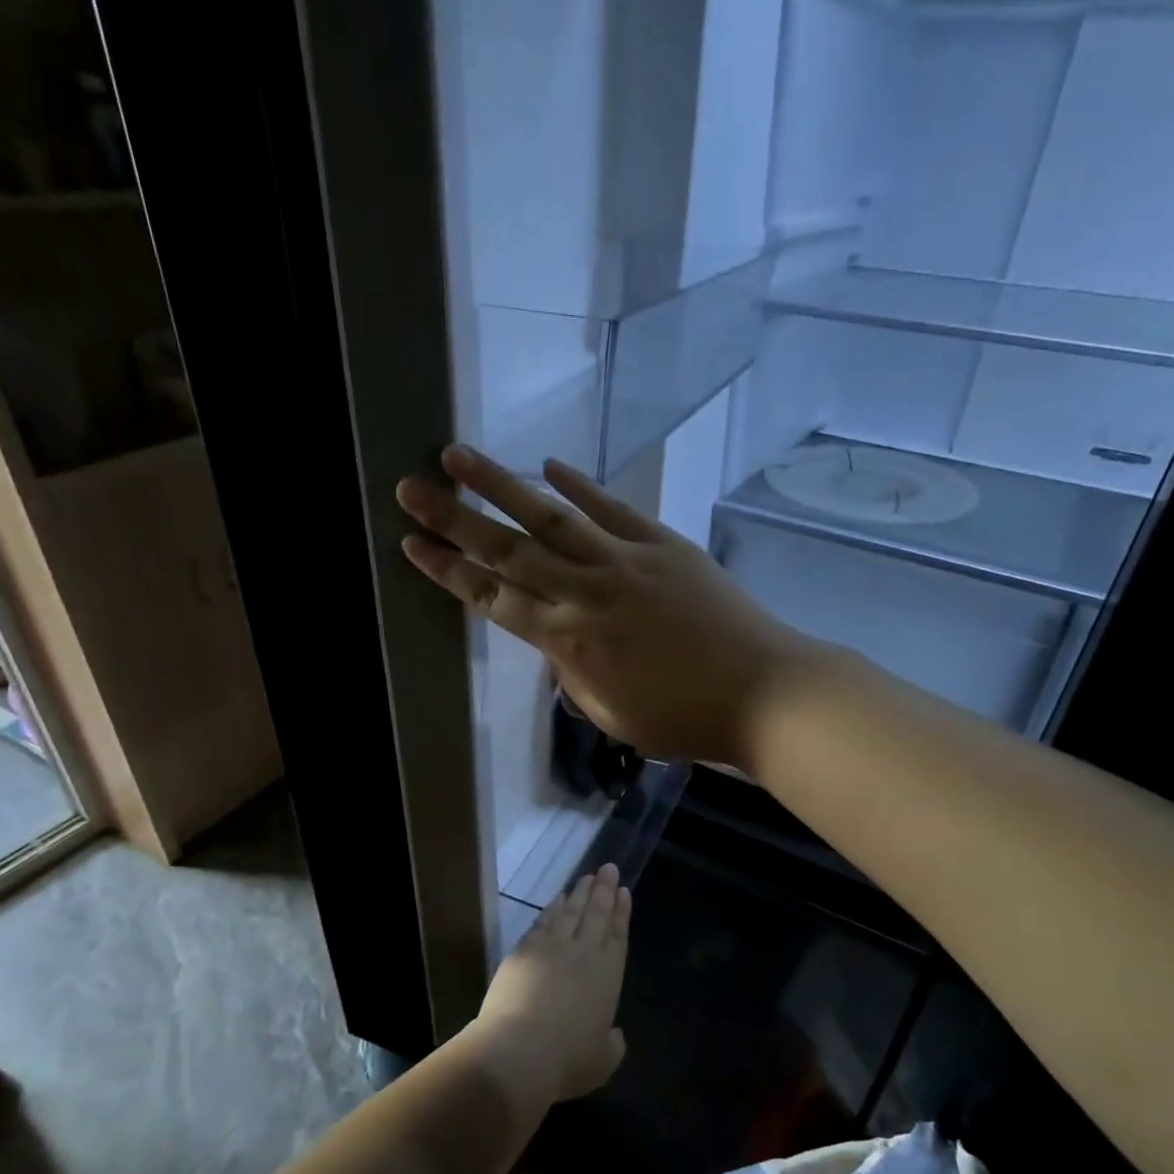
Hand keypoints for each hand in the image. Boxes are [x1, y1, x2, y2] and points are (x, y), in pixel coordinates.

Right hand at [397, 445, 812, 767]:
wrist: (762, 691)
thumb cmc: (685, 718)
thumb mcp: (613, 715)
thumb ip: (574, 676)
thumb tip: (555, 645)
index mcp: (569, 641)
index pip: (494, 599)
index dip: (450, 572)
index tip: (411, 544)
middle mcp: (585, 592)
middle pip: (508, 550)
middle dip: (454, 518)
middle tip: (411, 487)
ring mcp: (625, 560)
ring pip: (551, 516)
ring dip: (501, 484)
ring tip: (459, 455)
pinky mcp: (662, 543)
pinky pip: (611, 508)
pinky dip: (579, 484)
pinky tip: (548, 463)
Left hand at [469, 864, 629, 1109]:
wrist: (517, 1051)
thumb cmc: (566, 1061)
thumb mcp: (602, 1061)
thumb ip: (612, 1044)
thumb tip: (613, 1034)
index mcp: (607, 975)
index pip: (618, 935)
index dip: (621, 913)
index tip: (624, 891)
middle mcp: (582, 954)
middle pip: (595, 914)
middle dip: (604, 890)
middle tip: (608, 868)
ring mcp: (550, 948)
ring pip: (569, 912)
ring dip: (579, 893)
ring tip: (587, 877)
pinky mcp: (522, 951)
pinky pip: (541, 922)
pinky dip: (551, 908)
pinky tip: (556, 900)